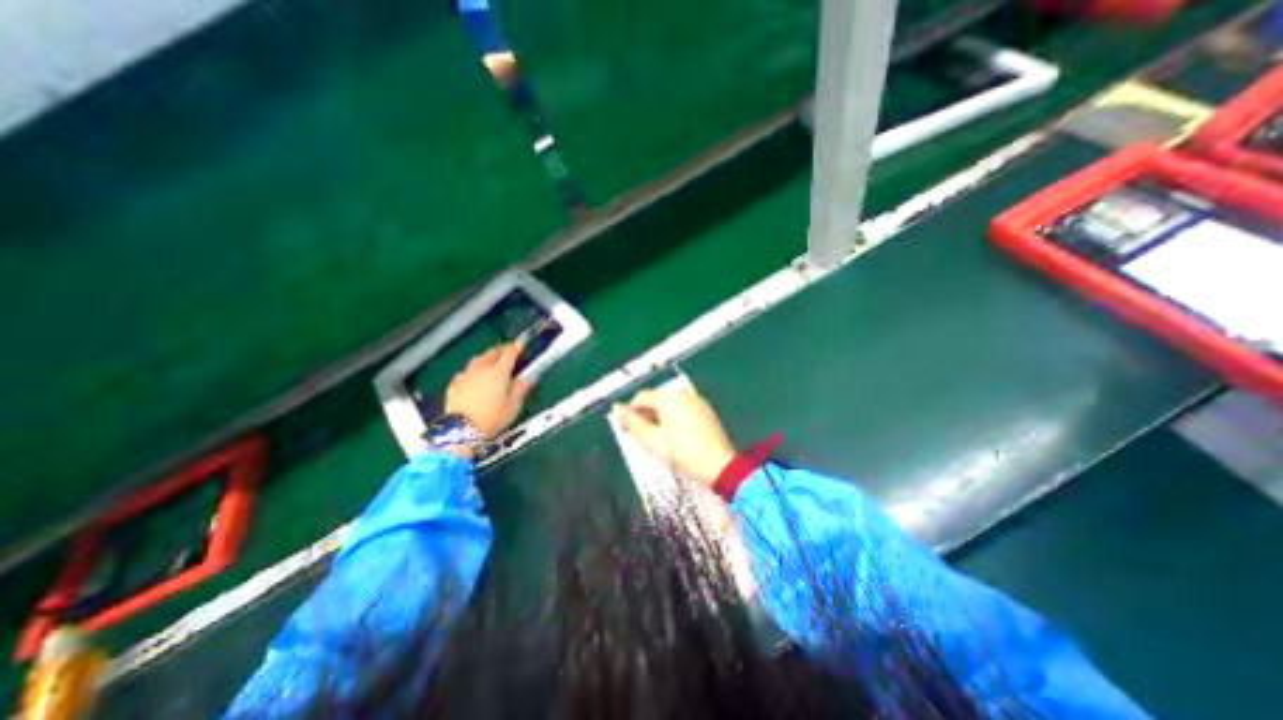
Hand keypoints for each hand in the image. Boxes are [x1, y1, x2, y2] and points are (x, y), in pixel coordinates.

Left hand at [448, 339, 537, 437]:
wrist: (461, 431)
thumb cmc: (492, 418)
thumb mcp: (513, 406)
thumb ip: (521, 389)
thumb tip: (529, 378)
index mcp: (498, 373)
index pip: (510, 353)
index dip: (517, 347)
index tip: (521, 343)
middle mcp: (481, 369)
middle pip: (492, 352)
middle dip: (501, 349)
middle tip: (507, 351)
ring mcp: (465, 376)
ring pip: (477, 360)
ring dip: (486, 358)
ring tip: (491, 362)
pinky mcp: (454, 384)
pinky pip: (465, 372)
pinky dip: (472, 371)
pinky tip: (474, 378)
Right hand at [614, 385, 735, 486]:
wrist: (719, 464)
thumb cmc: (682, 453)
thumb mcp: (652, 441)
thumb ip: (632, 423)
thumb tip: (617, 409)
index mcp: (668, 398)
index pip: (640, 397)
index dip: (630, 412)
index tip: (626, 429)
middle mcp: (682, 394)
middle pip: (655, 399)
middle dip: (645, 414)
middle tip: (641, 436)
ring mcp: (696, 400)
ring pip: (669, 404)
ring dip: (659, 416)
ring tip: (657, 438)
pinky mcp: (705, 409)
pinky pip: (682, 408)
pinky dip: (673, 417)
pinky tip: (674, 435)